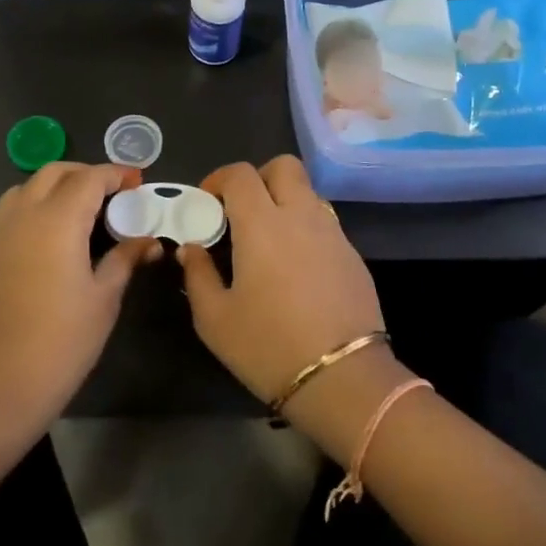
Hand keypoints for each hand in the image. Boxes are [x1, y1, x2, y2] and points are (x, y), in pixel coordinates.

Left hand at [0, 163, 159, 428]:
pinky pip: (8, 214)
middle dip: (85, 174)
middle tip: (112, 194)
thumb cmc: (59, 345)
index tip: (138, 182)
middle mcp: (22, 216)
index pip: (89, 178)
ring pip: (25, 189)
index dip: (116, 174)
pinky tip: (49, 240)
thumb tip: (149, 240)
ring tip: (80, 212)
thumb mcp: (103, 301)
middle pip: (53, 173)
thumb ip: (124, 259)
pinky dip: (32, 208)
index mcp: (56, 221)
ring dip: (55, 187)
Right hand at [179, 157, 383, 406]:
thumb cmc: (268, 346)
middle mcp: (300, 215)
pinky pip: (325, 223)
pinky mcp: (353, 255)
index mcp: (262, 223)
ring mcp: (332, 233)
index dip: (219, 179)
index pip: (241, 174)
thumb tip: (192, 248)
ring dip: (285, 201)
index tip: (207, 202)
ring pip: (307, 193)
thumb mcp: (215, 319)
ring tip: (269, 240)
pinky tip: (297, 267)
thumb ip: (198, 275)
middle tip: (242, 210)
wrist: (342, 378)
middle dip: (259, 177)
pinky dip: (305, 228)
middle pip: (284, 166)